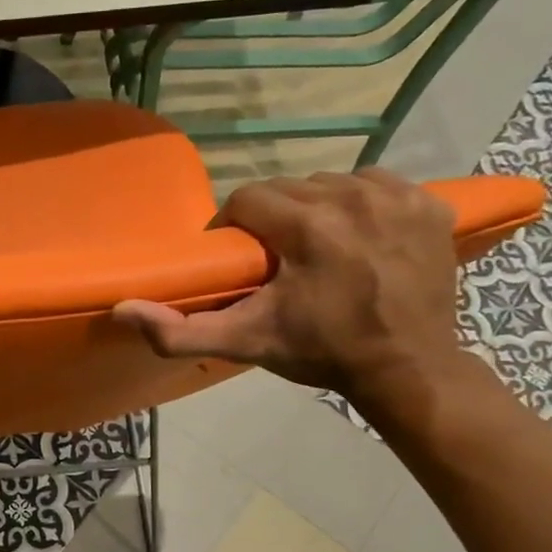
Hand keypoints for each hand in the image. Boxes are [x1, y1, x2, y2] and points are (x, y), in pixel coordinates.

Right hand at [113, 172, 465, 414]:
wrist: (409, 368)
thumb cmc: (322, 353)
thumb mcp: (246, 344)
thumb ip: (180, 331)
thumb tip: (123, 308)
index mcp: (306, 226)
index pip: (248, 198)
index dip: (235, 225)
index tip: (239, 257)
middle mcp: (352, 197)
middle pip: (288, 188)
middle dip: (273, 219)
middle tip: (275, 258)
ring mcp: (396, 196)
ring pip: (330, 182)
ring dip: (314, 208)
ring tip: (315, 248)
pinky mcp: (428, 203)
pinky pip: (376, 183)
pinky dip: (360, 203)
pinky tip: (357, 235)